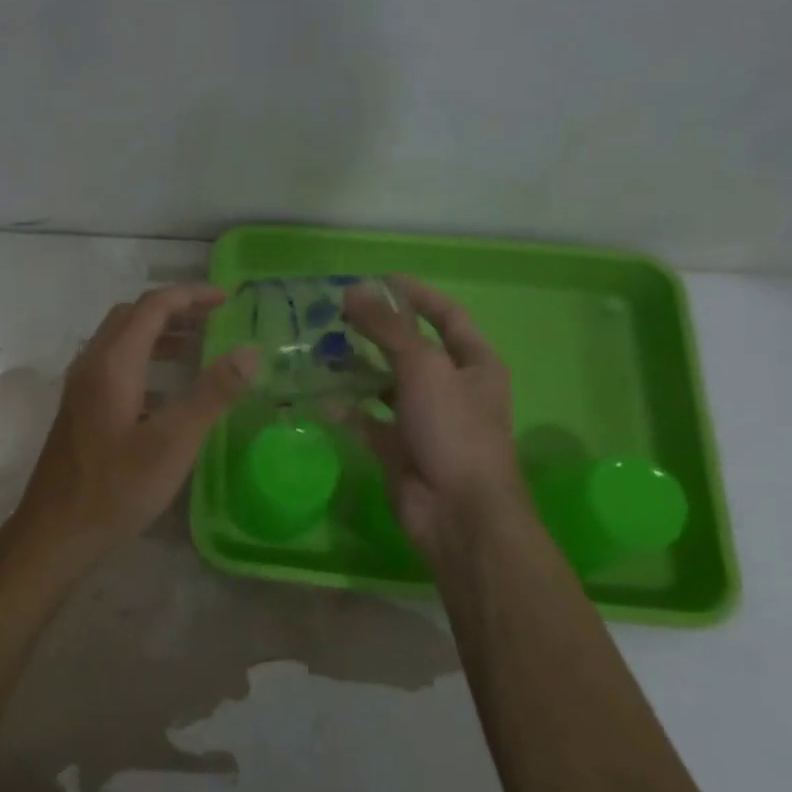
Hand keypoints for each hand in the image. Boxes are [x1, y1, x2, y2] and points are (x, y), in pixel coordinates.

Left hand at [7, 286, 257, 570]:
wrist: (55, 532)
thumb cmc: (116, 487)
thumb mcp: (174, 442)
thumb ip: (212, 393)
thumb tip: (249, 350)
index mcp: (112, 363)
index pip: (153, 306)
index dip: (191, 296)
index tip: (228, 299)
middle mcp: (91, 364)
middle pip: (132, 317)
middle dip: (174, 310)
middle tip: (213, 320)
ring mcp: (80, 388)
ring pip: (120, 342)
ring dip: (158, 336)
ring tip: (197, 349)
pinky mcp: (79, 410)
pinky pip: (113, 367)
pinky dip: (144, 363)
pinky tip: (167, 394)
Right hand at [344, 276, 529, 559]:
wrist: (457, 512)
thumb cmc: (454, 430)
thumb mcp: (424, 367)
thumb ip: (388, 328)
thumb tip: (353, 291)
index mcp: (474, 365)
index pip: (447, 316)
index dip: (416, 295)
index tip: (378, 279)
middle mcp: (450, 388)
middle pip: (410, 349)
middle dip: (376, 331)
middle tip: (336, 314)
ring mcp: (424, 420)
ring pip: (385, 385)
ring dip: (356, 369)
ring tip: (319, 349)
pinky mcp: (398, 448)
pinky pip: (367, 420)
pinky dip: (346, 409)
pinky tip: (318, 395)